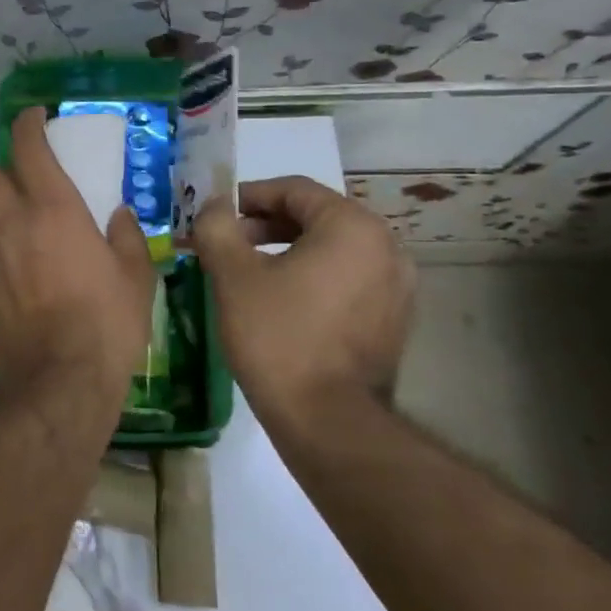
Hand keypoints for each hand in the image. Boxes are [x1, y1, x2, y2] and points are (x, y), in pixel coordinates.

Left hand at [0, 108, 156, 434]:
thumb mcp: (135, 276)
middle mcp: (11, 222)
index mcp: (52, 208)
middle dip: (8, 168)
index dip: (28, 124)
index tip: (35, 116)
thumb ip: (125, 236)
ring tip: (19, 218)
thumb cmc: (105, 323)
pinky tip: (15, 258)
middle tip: (32, 179)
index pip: (28, 147)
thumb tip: (117, 216)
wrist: (55, 382)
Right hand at [193, 176, 414, 425]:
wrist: (328, 421)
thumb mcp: (233, 275)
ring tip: (246, 272)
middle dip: (264, 225)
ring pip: (331, 250)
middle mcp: (386, 247)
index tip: (214, 216)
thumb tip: (213, 204)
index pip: (294, 190)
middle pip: (315, 217)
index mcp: (353, 227)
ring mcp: (397, 286)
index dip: (248, 196)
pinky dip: (312, 277)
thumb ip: (217, 227)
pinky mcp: (394, 320)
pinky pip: (346, 280)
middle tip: (225, 244)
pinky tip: (280, 301)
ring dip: (286, 251)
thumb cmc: (277, 336)